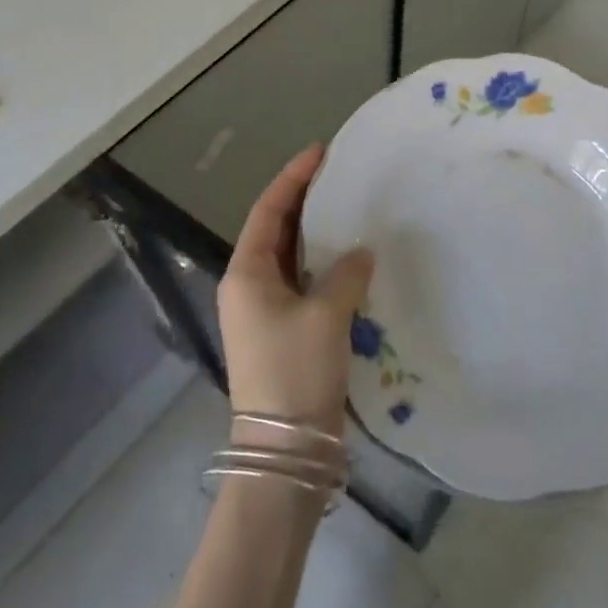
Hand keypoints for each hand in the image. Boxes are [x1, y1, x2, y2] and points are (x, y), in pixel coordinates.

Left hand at [218, 145, 374, 440]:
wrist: (285, 455)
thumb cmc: (295, 373)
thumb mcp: (325, 316)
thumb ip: (345, 274)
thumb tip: (360, 253)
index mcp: (246, 273)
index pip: (269, 210)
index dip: (293, 177)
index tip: (321, 152)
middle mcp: (249, 287)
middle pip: (277, 230)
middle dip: (306, 201)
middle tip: (340, 176)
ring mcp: (265, 312)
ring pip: (292, 258)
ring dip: (317, 234)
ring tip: (350, 210)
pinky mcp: (284, 334)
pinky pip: (304, 284)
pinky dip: (325, 267)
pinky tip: (352, 261)